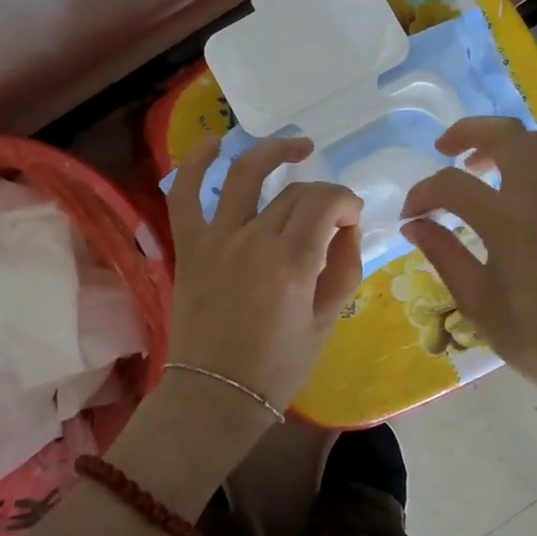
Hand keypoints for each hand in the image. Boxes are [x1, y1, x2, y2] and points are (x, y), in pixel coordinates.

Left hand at [166, 134, 363, 412]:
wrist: (215, 394)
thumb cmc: (277, 367)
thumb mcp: (326, 322)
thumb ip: (344, 269)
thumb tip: (347, 228)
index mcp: (292, 262)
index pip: (326, 203)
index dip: (346, 202)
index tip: (352, 219)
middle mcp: (253, 239)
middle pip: (294, 192)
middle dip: (323, 195)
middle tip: (331, 216)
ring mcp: (216, 238)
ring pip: (245, 175)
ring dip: (273, 152)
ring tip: (297, 147)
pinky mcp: (189, 245)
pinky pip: (185, 194)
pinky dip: (195, 163)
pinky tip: (214, 142)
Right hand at [400, 117, 536, 445]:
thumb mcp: (478, 302)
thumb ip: (443, 253)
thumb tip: (415, 225)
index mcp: (510, 220)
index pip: (452, 184)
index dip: (422, 194)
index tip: (409, 216)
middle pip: (508, 135)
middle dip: (469, 132)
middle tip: (445, 149)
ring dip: (503, 144)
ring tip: (478, 167)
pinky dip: (526, 169)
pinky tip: (512, 201)